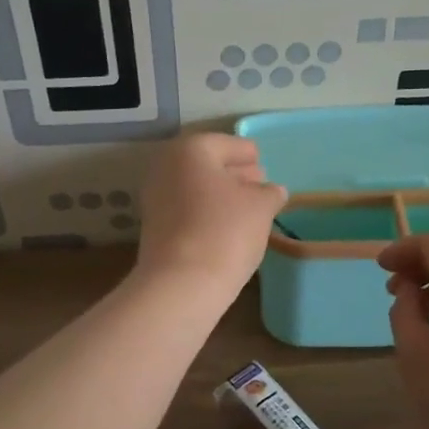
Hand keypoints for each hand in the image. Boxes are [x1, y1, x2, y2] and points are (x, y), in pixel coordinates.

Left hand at [134, 132, 286, 301]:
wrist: (181, 284)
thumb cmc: (225, 231)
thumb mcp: (260, 207)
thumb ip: (269, 193)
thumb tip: (273, 190)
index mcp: (190, 151)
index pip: (226, 144)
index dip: (247, 153)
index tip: (263, 161)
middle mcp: (166, 168)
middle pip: (206, 165)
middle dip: (233, 173)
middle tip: (259, 183)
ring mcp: (156, 200)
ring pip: (196, 189)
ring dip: (221, 195)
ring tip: (250, 208)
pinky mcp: (155, 229)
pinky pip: (188, 211)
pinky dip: (207, 213)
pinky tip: (229, 227)